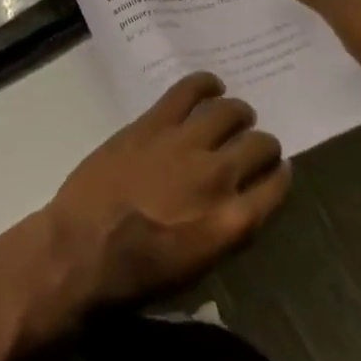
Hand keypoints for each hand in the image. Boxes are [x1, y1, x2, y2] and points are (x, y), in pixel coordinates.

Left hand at [41, 73, 289, 315]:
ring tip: (237, 114)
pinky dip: (205, 84)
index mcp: (230, 224)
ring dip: (239, 113)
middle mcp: (217, 178)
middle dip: (264, 144)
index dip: (280, 176)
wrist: (81, 249)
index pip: (274, 189)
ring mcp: (184, 144)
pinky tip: (211, 86)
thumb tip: (236, 207)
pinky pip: (188, 90)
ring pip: (228, 112)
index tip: (279, 170)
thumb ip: (223, 234)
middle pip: (258, 146)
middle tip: (257, 143)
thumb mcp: (194, 273)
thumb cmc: (135, 277)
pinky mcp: (154, 123)